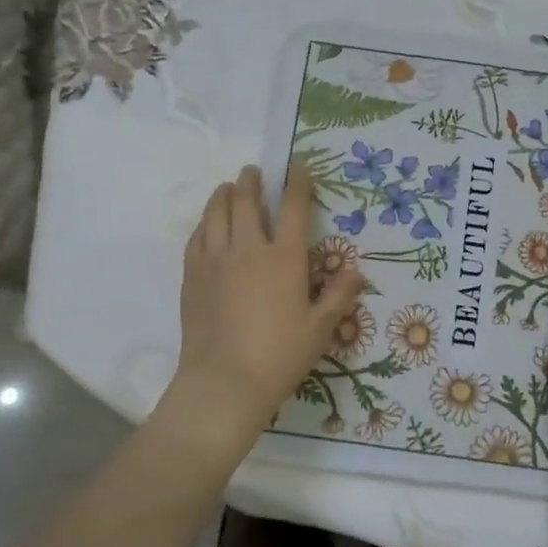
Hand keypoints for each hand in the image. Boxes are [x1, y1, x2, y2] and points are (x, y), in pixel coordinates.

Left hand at [169, 162, 364, 454]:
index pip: (293, 207)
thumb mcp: (321, 328)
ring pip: (216, 212)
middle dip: (252, 180)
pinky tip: (208, 224)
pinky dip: (204, 222)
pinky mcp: (192, 275)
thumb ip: (339, 295)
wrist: (224, 381)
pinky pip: (197, 237)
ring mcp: (215, 259)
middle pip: (247, 200)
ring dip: (223, 194)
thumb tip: (355, 270)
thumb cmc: (280, 355)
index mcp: (284, 258)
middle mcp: (248, 248)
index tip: (297, 165)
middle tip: (253, 171)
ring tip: (228, 187)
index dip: (297, 182)